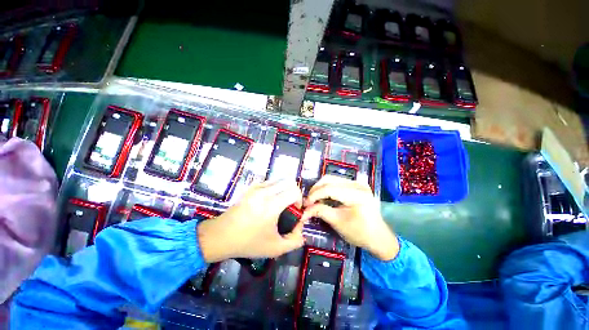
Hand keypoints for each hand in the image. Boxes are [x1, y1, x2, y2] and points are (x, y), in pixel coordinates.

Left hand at [198, 180, 304, 262]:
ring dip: (285, 188)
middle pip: (289, 181)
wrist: (221, 236)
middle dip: (294, 192)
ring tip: (280, 202)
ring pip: (279, 179)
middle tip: (290, 205)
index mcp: (272, 205)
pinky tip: (270, 199)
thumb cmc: (248, 242)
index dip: (299, 199)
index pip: (294, 191)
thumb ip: (294, 241)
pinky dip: (275, 187)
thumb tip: (301, 229)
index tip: (295, 210)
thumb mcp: (274, 248)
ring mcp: (256, 187)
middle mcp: (265, 192)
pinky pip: (269, 181)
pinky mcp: (251, 187)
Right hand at [302, 175, 398, 260]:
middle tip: (308, 201)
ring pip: (332, 179)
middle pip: (329, 179)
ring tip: (314, 199)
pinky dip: (327, 188)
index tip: (304, 204)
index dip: (314, 195)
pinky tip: (323, 197)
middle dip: (316, 189)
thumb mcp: (338, 223)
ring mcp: (358, 183)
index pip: (329, 189)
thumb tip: (303, 210)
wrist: (379, 237)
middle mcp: (358, 184)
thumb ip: (320, 212)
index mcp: (357, 194)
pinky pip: (337, 182)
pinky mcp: (357, 185)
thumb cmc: (360, 233)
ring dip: (320, 188)